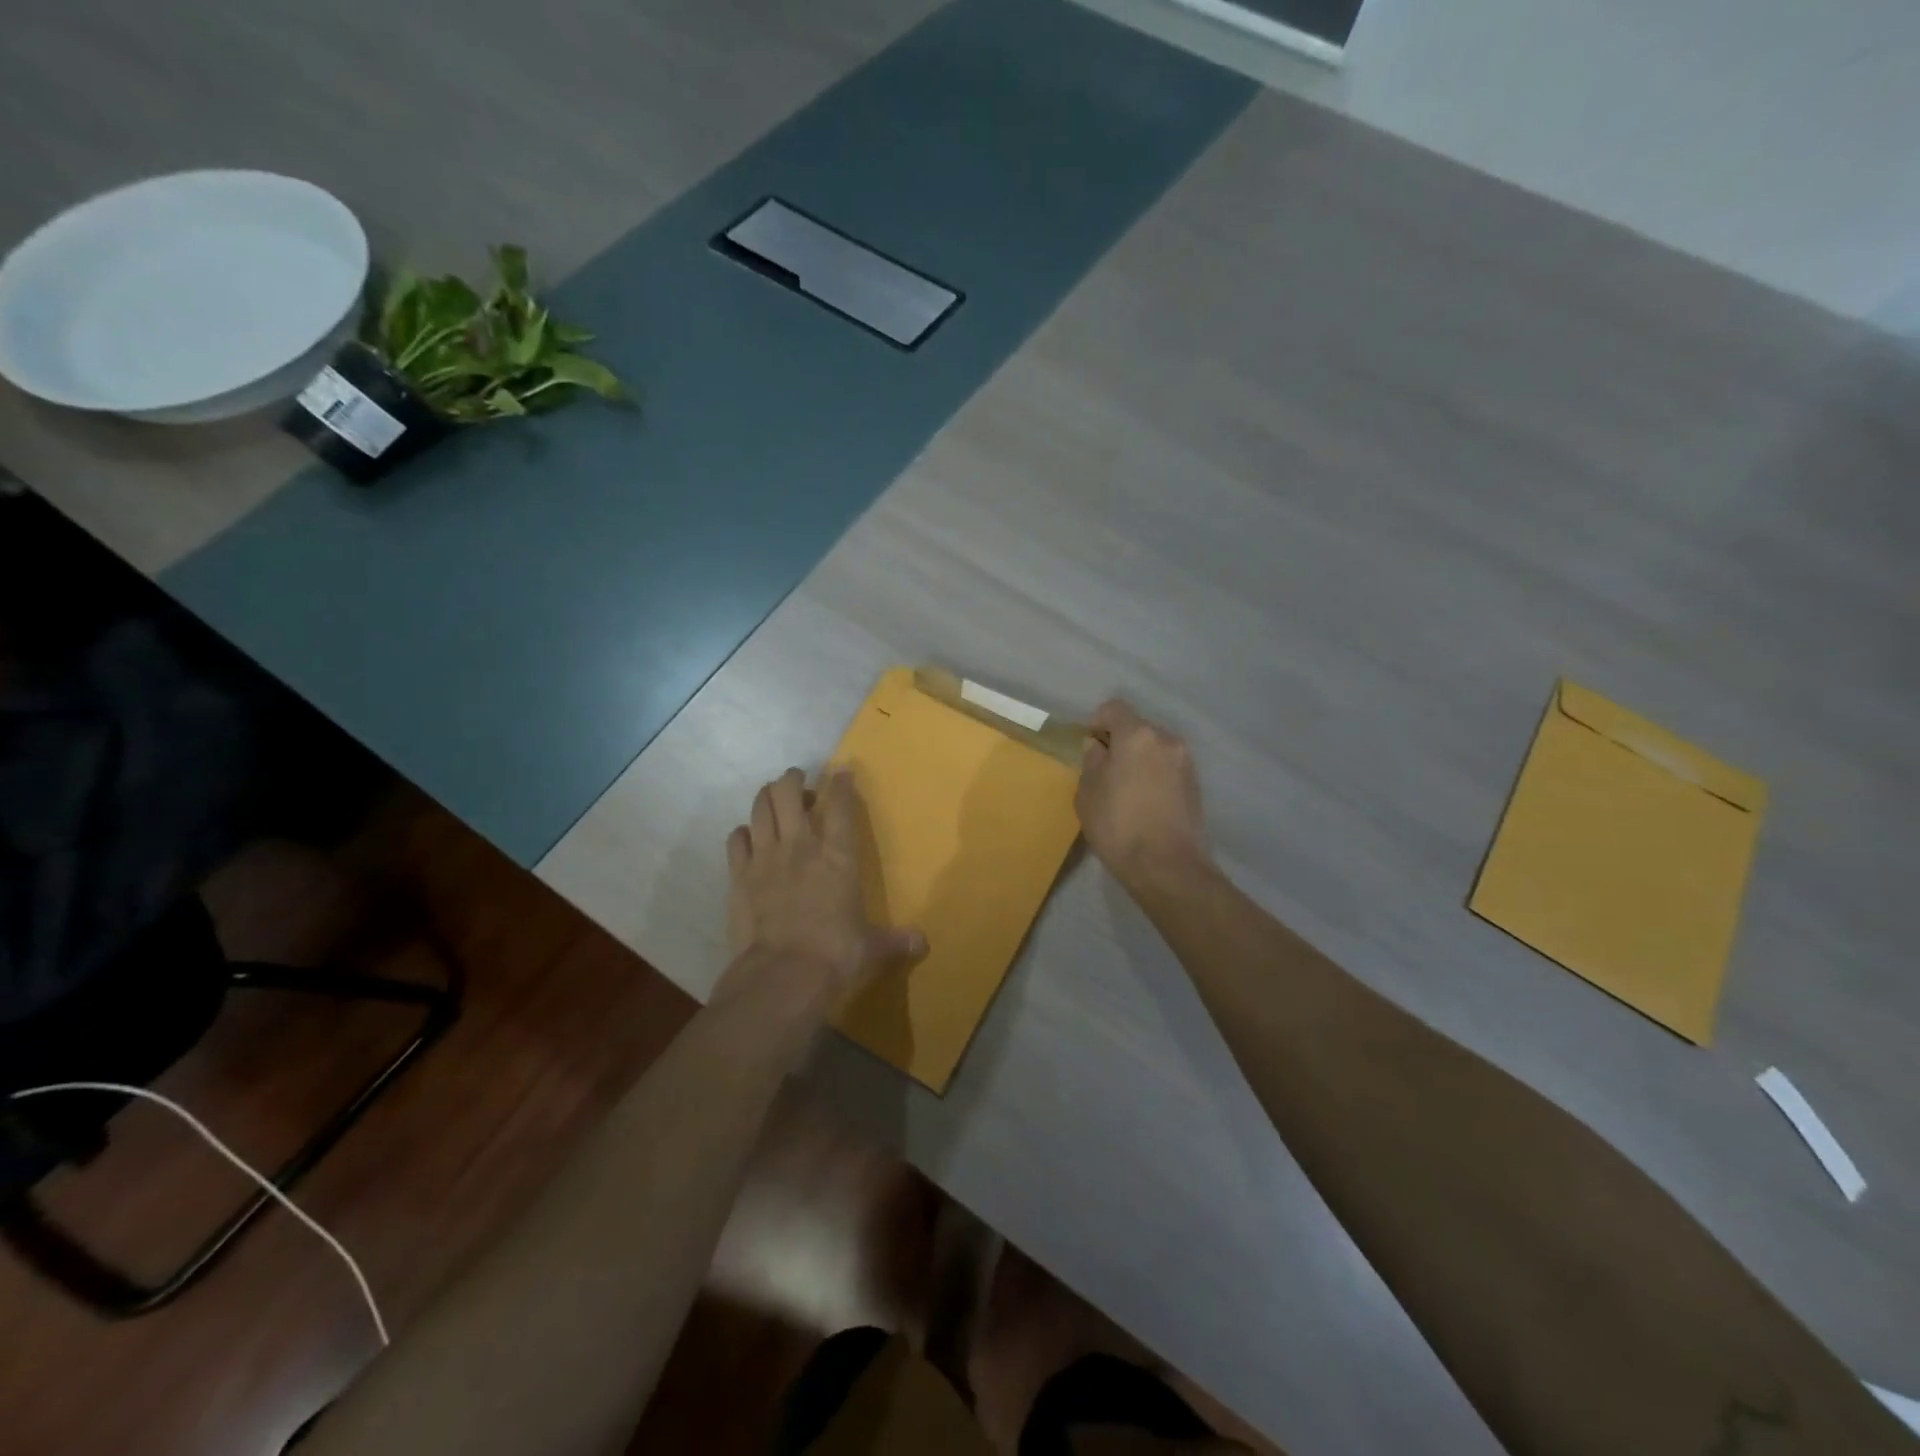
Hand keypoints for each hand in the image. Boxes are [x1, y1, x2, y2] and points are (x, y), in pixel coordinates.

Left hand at [719, 767, 925, 1017]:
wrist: (782, 977)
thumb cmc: (835, 955)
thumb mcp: (872, 948)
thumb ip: (895, 941)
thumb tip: (922, 943)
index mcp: (838, 856)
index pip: (840, 805)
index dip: (841, 783)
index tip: (842, 772)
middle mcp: (800, 846)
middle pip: (788, 792)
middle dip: (793, 779)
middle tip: (799, 782)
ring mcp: (764, 858)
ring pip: (760, 807)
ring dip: (767, 797)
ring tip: (773, 798)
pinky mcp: (738, 877)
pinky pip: (736, 839)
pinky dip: (743, 833)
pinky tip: (749, 838)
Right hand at [1076, 700, 1209, 892]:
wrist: (1167, 866)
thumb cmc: (1118, 826)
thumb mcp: (1088, 793)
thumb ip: (1091, 761)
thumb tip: (1097, 746)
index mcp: (1137, 735)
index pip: (1114, 709)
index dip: (1096, 722)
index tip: (1088, 746)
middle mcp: (1166, 740)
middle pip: (1137, 728)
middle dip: (1119, 742)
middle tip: (1104, 771)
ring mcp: (1185, 762)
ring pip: (1154, 748)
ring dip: (1139, 759)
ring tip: (1125, 790)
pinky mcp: (1196, 784)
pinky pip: (1167, 768)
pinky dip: (1154, 775)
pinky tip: (1144, 802)